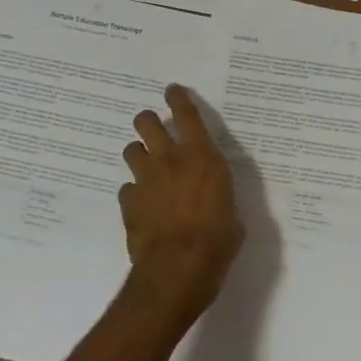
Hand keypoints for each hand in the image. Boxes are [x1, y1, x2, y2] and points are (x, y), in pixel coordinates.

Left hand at [120, 85, 242, 324]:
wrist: (177, 270)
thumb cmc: (217, 241)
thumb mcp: (233, 213)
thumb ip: (220, 195)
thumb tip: (216, 197)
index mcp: (202, 156)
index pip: (187, 114)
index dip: (178, 98)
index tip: (172, 90)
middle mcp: (170, 159)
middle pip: (147, 122)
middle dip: (148, 121)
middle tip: (153, 127)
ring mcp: (145, 180)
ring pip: (131, 150)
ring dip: (138, 154)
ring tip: (146, 166)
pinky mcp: (129, 203)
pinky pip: (127, 188)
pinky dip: (134, 192)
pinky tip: (142, 205)